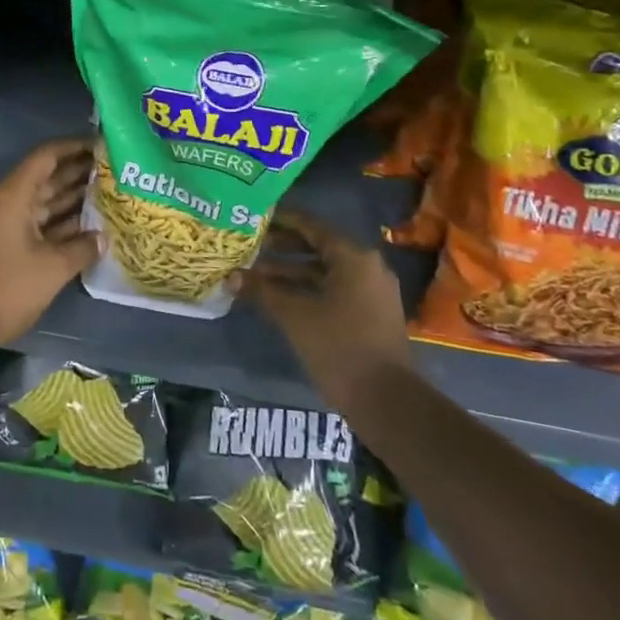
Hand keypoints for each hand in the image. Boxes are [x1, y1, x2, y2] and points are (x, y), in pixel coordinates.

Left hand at [0, 137, 97, 346]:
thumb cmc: (11, 287)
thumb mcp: (54, 267)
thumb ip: (83, 247)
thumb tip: (104, 238)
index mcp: (14, 195)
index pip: (46, 157)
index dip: (73, 146)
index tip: (102, 144)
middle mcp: (11, 201)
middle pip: (48, 176)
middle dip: (79, 170)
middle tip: (115, 166)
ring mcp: (11, 222)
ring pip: (47, 199)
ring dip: (75, 195)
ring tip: (111, 189)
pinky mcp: (14, 242)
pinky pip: (44, 221)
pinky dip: (65, 219)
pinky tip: (94, 222)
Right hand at [237, 211, 411, 400]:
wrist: (387, 401)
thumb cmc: (340, 347)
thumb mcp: (294, 316)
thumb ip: (262, 291)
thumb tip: (231, 277)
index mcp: (353, 257)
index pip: (311, 225)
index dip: (281, 220)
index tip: (254, 218)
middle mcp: (367, 266)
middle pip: (318, 246)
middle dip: (283, 247)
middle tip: (250, 246)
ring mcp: (372, 291)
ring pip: (325, 270)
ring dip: (292, 271)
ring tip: (256, 274)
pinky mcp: (371, 313)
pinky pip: (335, 289)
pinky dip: (309, 288)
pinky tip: (280, 297)